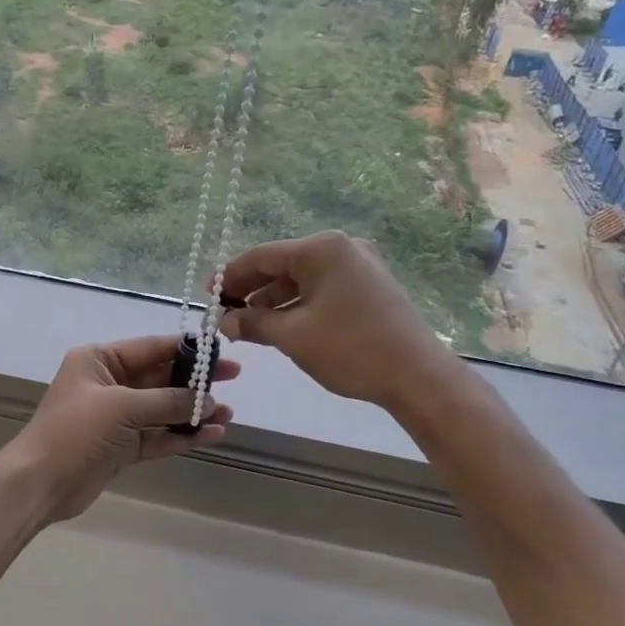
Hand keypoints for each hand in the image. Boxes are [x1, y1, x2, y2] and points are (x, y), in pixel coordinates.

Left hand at [0, 336, 238, 523]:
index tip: (220, 352)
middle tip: (233, 379)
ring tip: (228, 414)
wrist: (40, 483)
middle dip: (195, 382)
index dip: (187, 349)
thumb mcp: (122, 406)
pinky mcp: (121, 447)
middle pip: (160, 377)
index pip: (151, 348)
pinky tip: (212, 435)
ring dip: (193, 411)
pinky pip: (157, 436)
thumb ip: (167, 400)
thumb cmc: (76, 431)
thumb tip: (207, 399)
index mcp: (99, 360)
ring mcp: (115, 418)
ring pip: (162, 409)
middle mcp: (108, 384)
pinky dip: (182, 435)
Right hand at [220, 231, 447, 407]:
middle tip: (223, 313)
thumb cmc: (351, 349)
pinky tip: (279, 327)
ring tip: (246, 327)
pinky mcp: (368, 288)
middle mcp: (341, 249)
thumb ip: (253, 323)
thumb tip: (224, 322)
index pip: (261, 256)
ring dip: (272, 302)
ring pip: (301, 280)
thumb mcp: (293, 336)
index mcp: (321, 249)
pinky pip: (321, 290)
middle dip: (250, 291)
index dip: (229, 276)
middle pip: (281, 266)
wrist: (417, 376)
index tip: (207, 297)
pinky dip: (297, 306)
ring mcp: (358, 267)